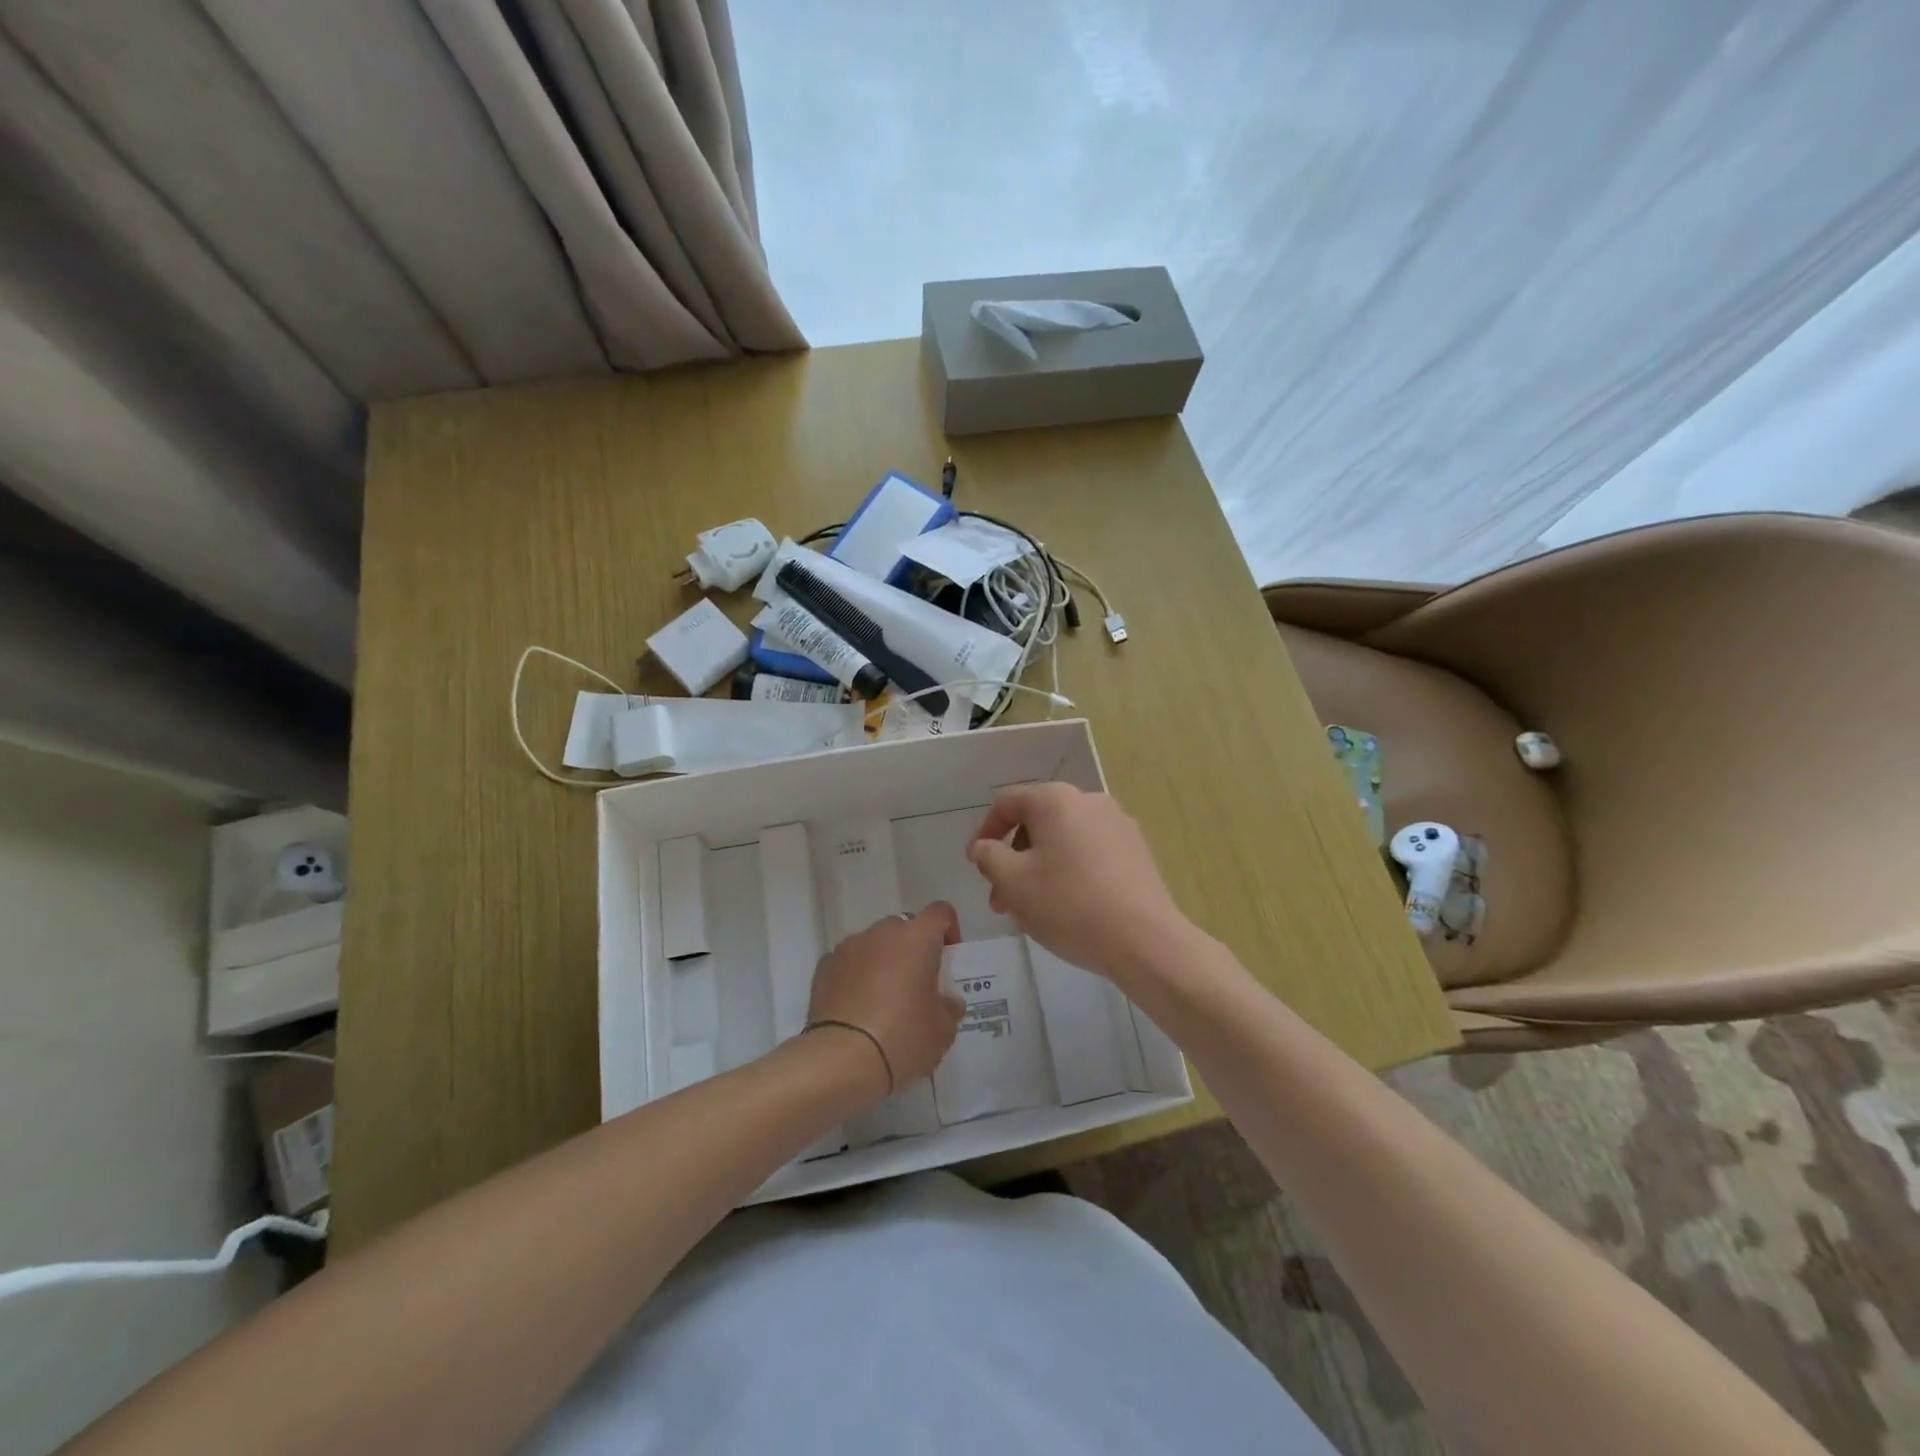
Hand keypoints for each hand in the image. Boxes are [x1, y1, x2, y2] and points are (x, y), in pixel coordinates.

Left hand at [807, 902, 964, 1096]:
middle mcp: (882, 932)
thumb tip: (946, 1001)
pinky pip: (848, 963)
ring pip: (874, 945)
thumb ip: (949, 1007)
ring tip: (883, 1002)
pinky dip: (855, 976)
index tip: (948, 960)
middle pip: (904, 928)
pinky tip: (857, 1009)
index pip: (940, 912)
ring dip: (882, 962)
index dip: (949, 930)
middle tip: (917, 986)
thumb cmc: (903, 1037)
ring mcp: (848, 947)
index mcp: (917, 937)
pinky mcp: (823, 967)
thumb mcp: (942, 1030)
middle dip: (912, 950)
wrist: (841, 1060)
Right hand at [968, 783, 1189, 981]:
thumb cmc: (1069, 905)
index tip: (975, 865)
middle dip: (1013, 858)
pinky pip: (1090, 853)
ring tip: (1031, 910)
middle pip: (1037, 822)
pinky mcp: (1137, 852)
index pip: (1007, 802)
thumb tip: (985, 847)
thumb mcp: (1012, 882)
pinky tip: (1068, 908)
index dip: (984, 832)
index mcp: (1056, 800)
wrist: (1145, 940)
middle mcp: (1089, 801)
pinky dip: (1069, 872)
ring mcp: (1118, 825)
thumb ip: (988, 857)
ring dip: (1039, 868)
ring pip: (1064, 840)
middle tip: (1001, 899)